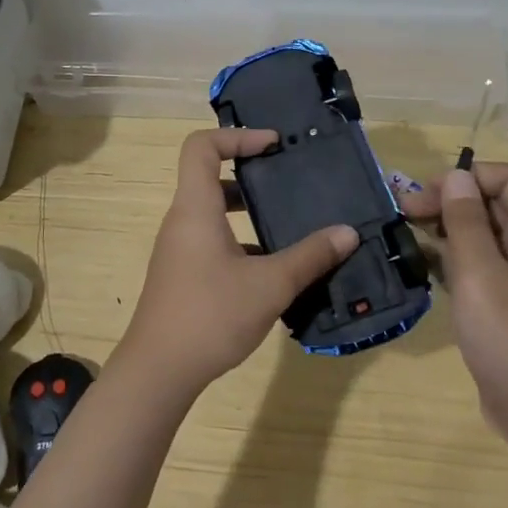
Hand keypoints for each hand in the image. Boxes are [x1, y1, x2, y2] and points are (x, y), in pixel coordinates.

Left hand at [118, 128, 356, 395]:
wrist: (159, 370)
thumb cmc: (211, 315)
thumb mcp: (270, 285)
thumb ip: (310, 256)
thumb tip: (348, 233)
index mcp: (195, 208)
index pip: (202, 146)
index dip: (237, 136)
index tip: (273, 145)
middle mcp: (182, 221)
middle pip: (209, 176)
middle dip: (250, 174)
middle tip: (288, 180)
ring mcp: (179, 249)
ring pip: (214, 212)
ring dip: (248, 211)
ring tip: (289, 222)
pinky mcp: (182, 274)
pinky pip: (213, 240)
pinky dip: (241, 241)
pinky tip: (274, 268)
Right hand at [398, 163, 507, 431]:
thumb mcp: (481, 276)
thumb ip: (465, 223)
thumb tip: (454, 177)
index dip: (469, 177)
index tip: (427, 193)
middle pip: (494, 204)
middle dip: (449, 200)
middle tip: (403, 211)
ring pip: (483, 234)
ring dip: (446, 227)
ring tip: (404, 231)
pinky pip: (479, 263)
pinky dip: (451, 256)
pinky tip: (419, 261)